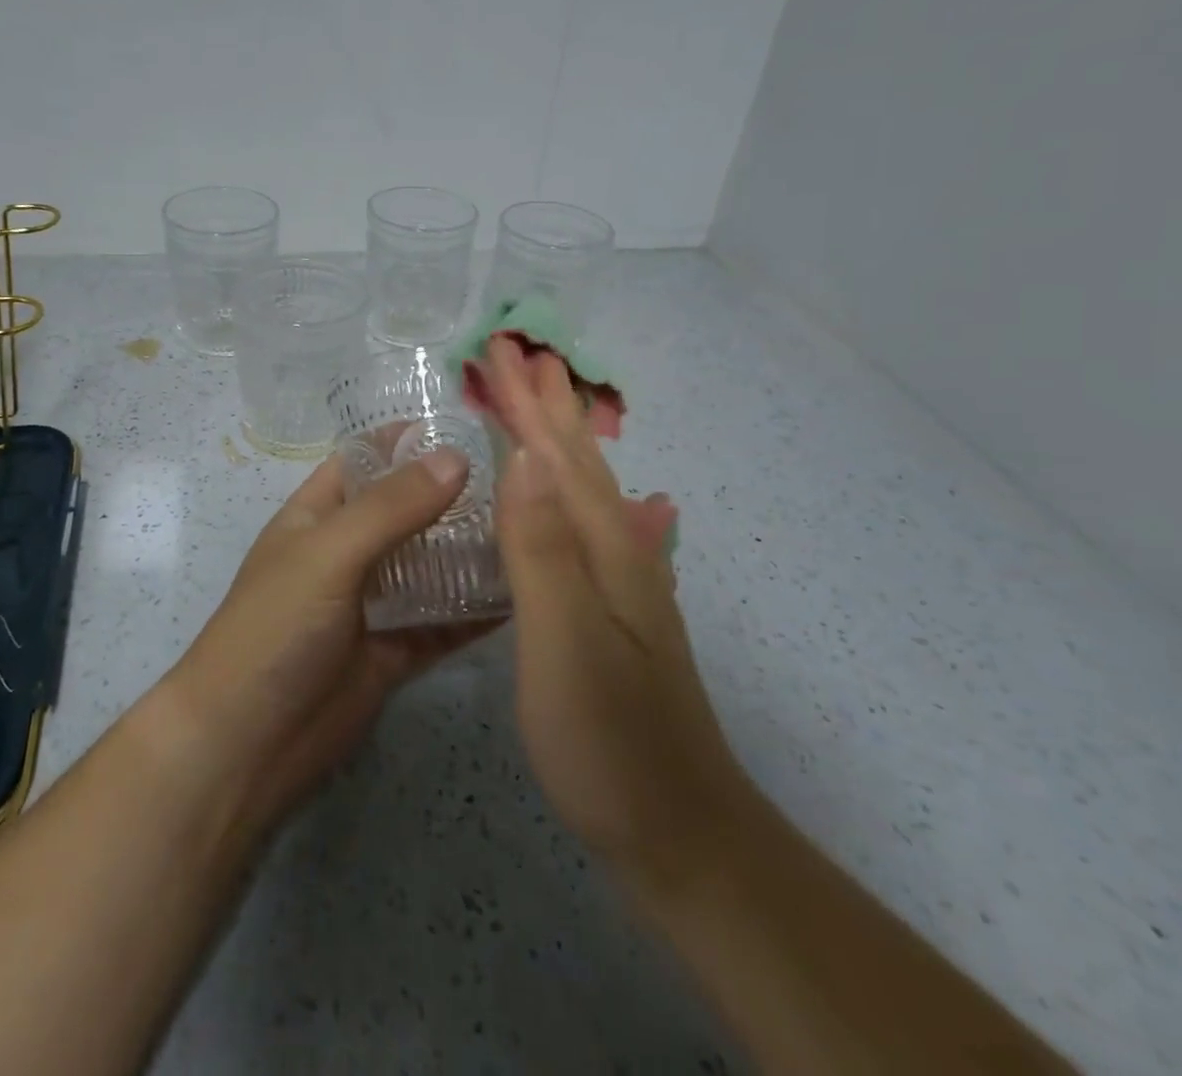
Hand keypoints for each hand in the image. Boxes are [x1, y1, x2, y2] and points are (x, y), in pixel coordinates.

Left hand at [165, 448, 496, 830]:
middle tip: (521, 481)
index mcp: (317, 515)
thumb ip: (391, 508)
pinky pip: (442, 622)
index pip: (366, 460)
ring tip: (532, 529)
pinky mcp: (394, 652)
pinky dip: (475, 610)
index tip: (471, 426)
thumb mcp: (328, 554)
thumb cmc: (274, 630)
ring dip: (471, 552)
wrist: (244, 747)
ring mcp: (372, 604)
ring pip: (430, 566)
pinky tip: (524, 595)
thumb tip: (456, 457)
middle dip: (453, 495)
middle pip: (407, 511)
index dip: (408, 440)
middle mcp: (347, 552)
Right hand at [482, 336, 747, 876]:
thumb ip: (543, 549)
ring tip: (537, 405)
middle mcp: (619, 552)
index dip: (527, 402)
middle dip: (546, 403)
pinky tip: (558, 496)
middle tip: (520, 354)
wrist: (680, 833)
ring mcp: (619, 584)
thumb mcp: (565, 643)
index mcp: (604, 548)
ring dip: (557, 439)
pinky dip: (560, 489)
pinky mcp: (610, 612)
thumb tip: (524, 457)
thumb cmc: (609, 740)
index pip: (557, 455)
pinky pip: (579, 523)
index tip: (500, 348)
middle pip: (577, 460)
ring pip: (583, 488)